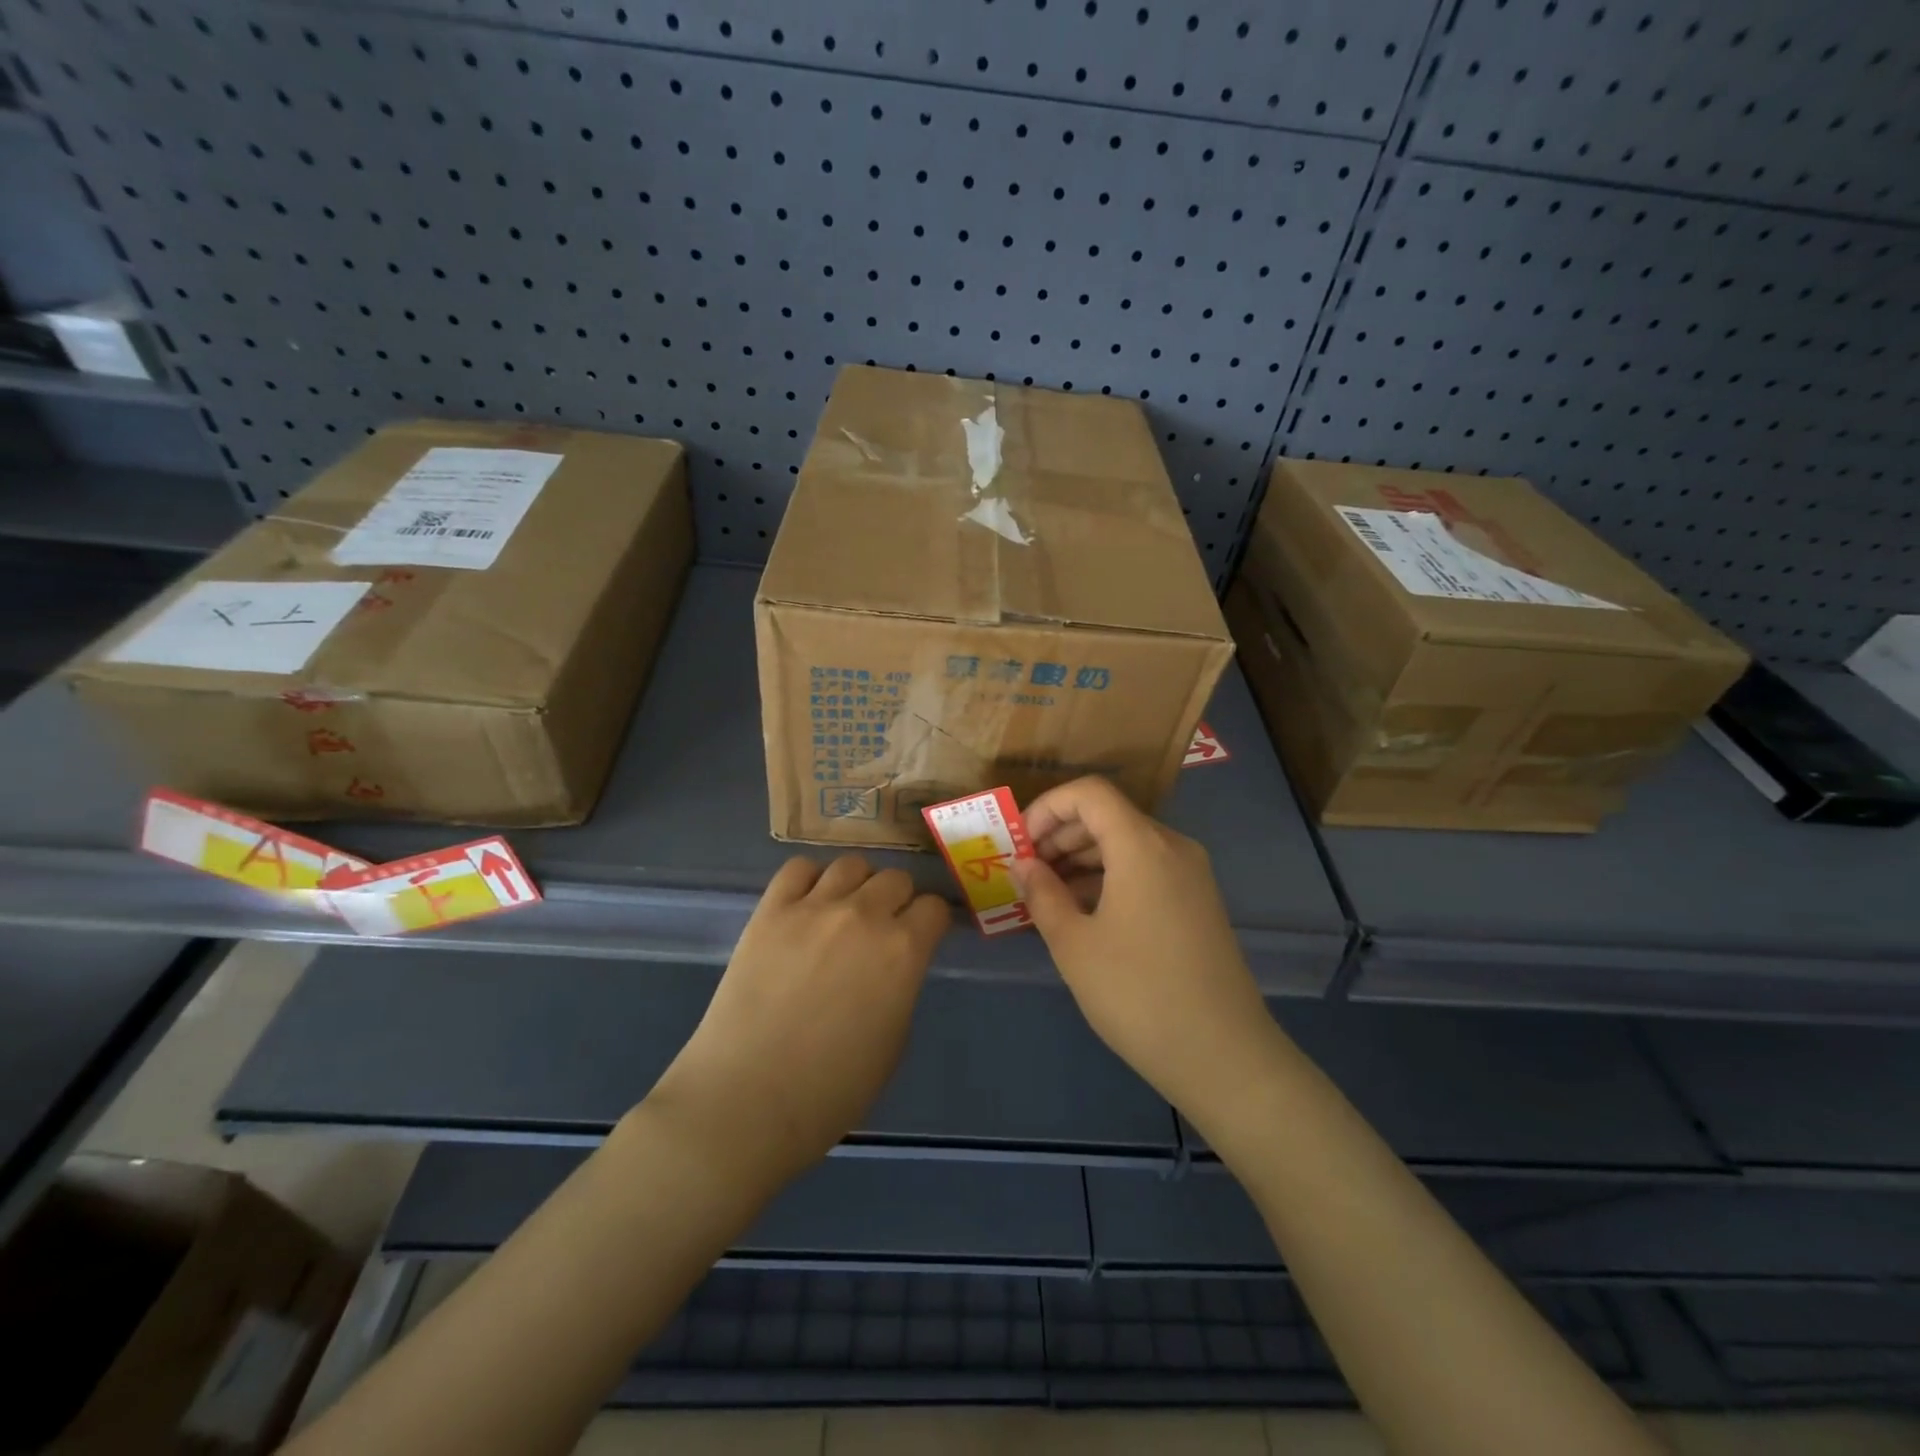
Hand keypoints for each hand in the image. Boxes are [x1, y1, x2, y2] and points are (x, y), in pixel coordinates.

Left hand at [645, 855, 949, 1189]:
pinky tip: (806, 905)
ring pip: (851, 864)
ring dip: (857, 884)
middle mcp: (864, 915)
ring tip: (844, 910)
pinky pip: (798, 869)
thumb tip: (893, 967)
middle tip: (883, 928)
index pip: (933, 908)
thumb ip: (901, 987)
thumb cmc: (831, 1090)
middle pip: (896, 878)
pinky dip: (809, 880)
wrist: (747, 1100)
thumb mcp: (894, 1042)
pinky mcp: (770, 910)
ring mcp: (813, 907)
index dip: (930, 923)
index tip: (923, 937)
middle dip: (898, 900)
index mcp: (904, 951)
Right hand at [1011, 777, 1281, 1133]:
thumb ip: (1043, 894)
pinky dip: (1110, 877)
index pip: (1090, 793)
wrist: (1223, 1055)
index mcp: (1142, 845)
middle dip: (1061, 835)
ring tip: (1047, 895)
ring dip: (1083, 858)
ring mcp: (1191, 874)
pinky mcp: (1198, 902)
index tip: (1021, 843)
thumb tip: (1024, 865)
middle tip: (1026, 872)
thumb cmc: (1138, 994)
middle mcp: (1172, 847)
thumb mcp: (1074, 945)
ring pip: (1127, 843)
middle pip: (1108, 815)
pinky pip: (1146, 869)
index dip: (1048, 807)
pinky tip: (1084, 912)